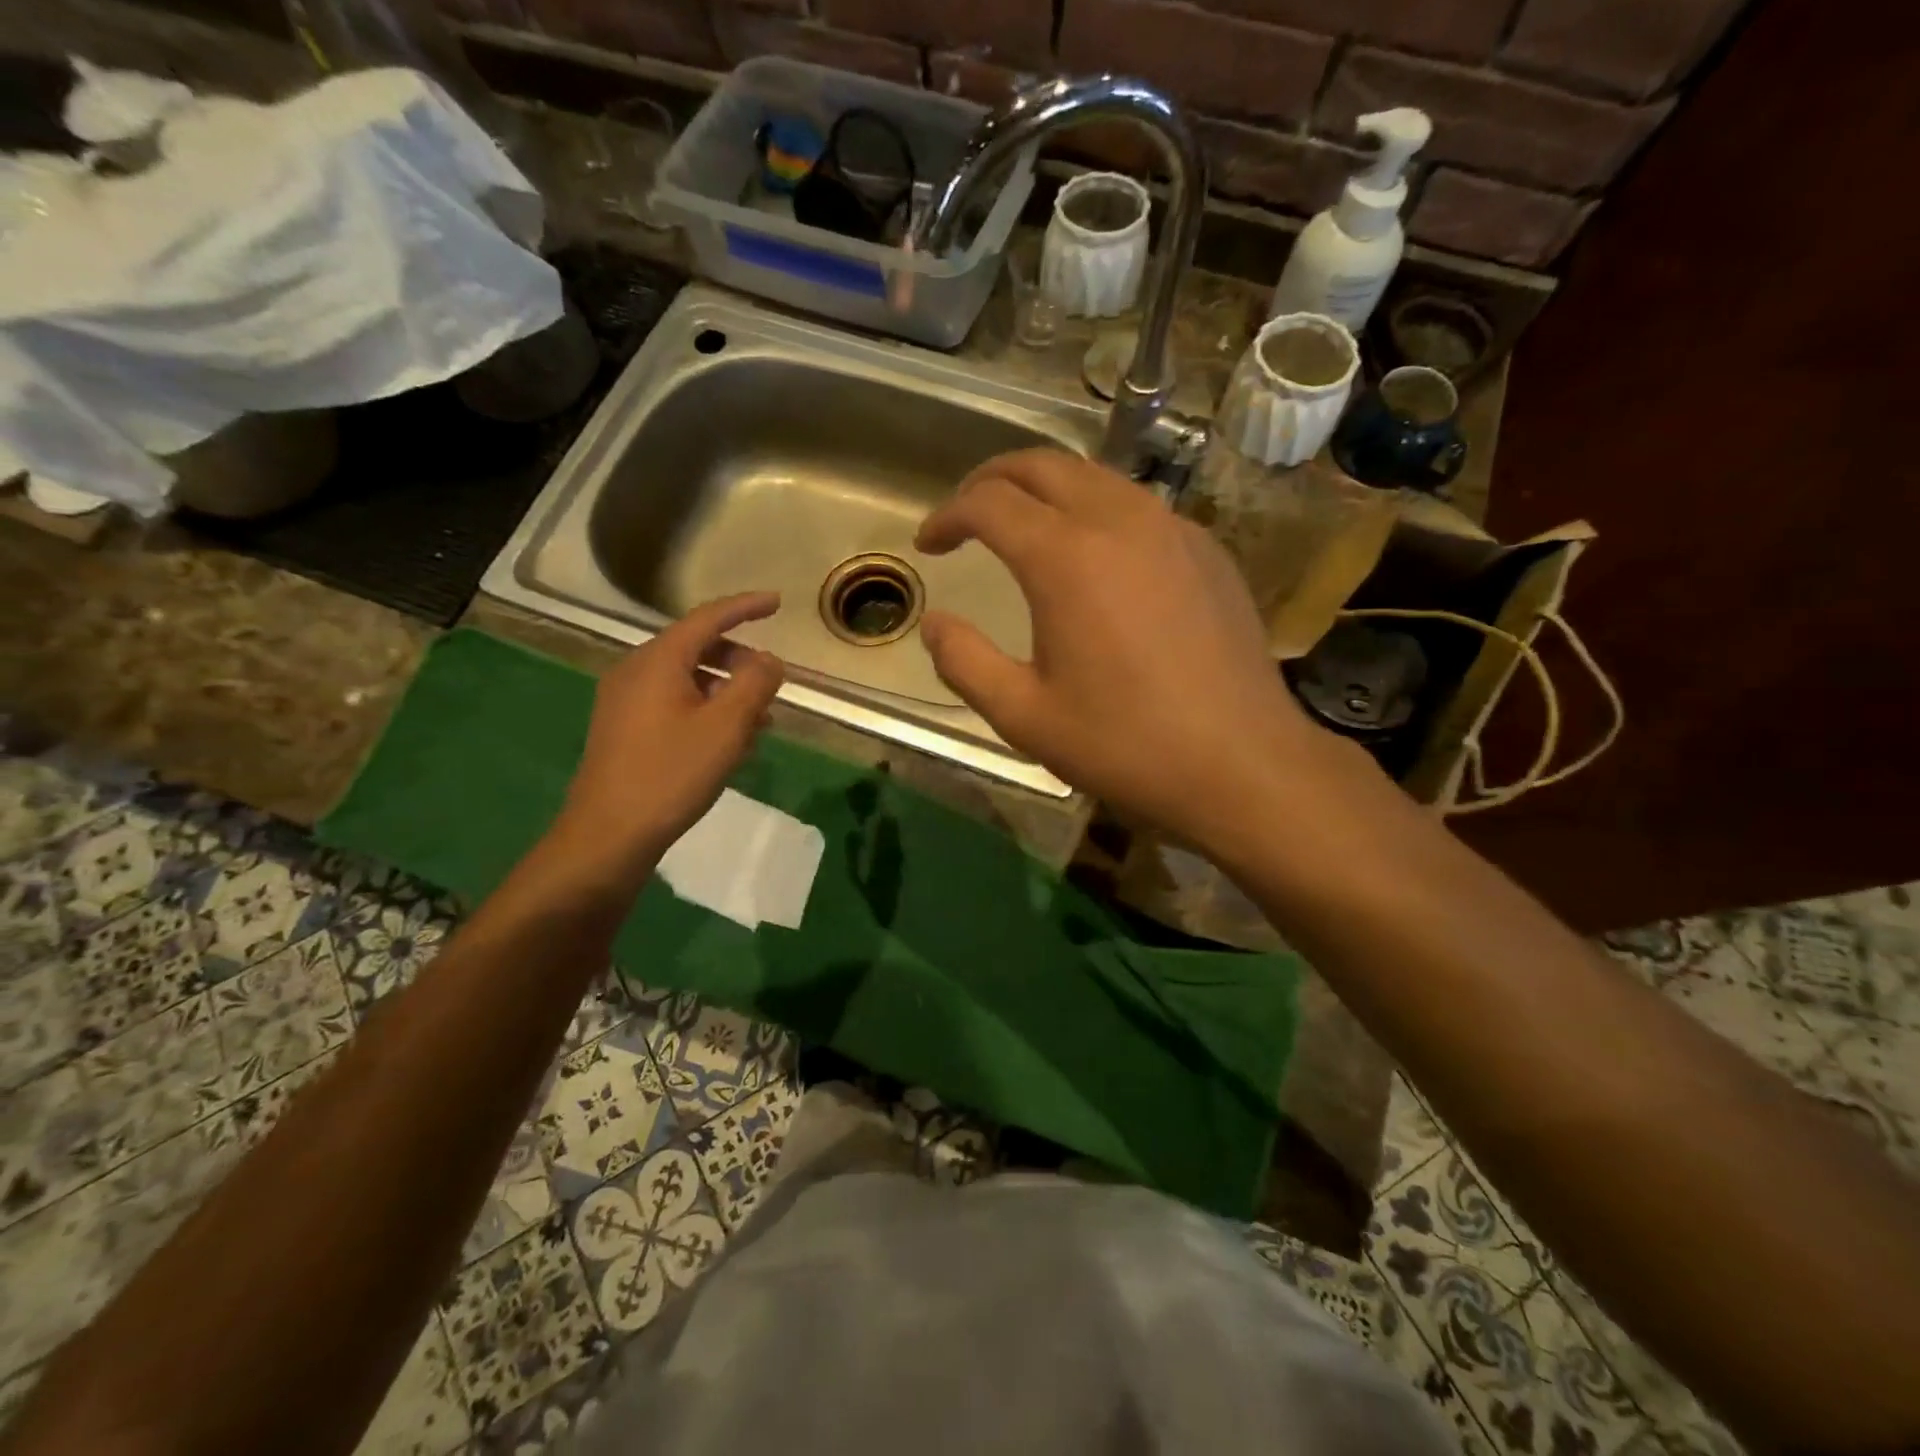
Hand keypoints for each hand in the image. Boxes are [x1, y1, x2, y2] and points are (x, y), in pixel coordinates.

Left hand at [547, 592, 783, 885]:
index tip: (777, 602)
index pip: (708, 617)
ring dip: (725, 689)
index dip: (745, 607)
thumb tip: (769, 660)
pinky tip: (727, 740)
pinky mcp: (623, 729)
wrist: (608, 835)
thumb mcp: (726, 727)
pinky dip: (705, 708)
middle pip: (696, 646)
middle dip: (738, 657)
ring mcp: (624, 701)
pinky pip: (673, 702)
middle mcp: (635, 671)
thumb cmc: (671, 774)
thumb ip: (755, 684)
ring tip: (759, 718)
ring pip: (686, 678)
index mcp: (658, 660)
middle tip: (771, 679)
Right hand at [916, 449, 1337, 850]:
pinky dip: (1096, 512)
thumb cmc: (1125, 744)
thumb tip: (934, 623)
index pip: (988, 503)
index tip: (929, 543)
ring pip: (1094, 477)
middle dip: (991, 479)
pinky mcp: (1206, 549)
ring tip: (1023, 528)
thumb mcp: (1024, 716)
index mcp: (1066, 558)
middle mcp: (1119, 521)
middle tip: (966, 515)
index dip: (947, 515)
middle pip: (1042, 465)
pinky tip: (1095, 559)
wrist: (1242, 764)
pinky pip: (1137, 507)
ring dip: (1046, 490)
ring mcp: (1172, 529)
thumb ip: (965, 662)